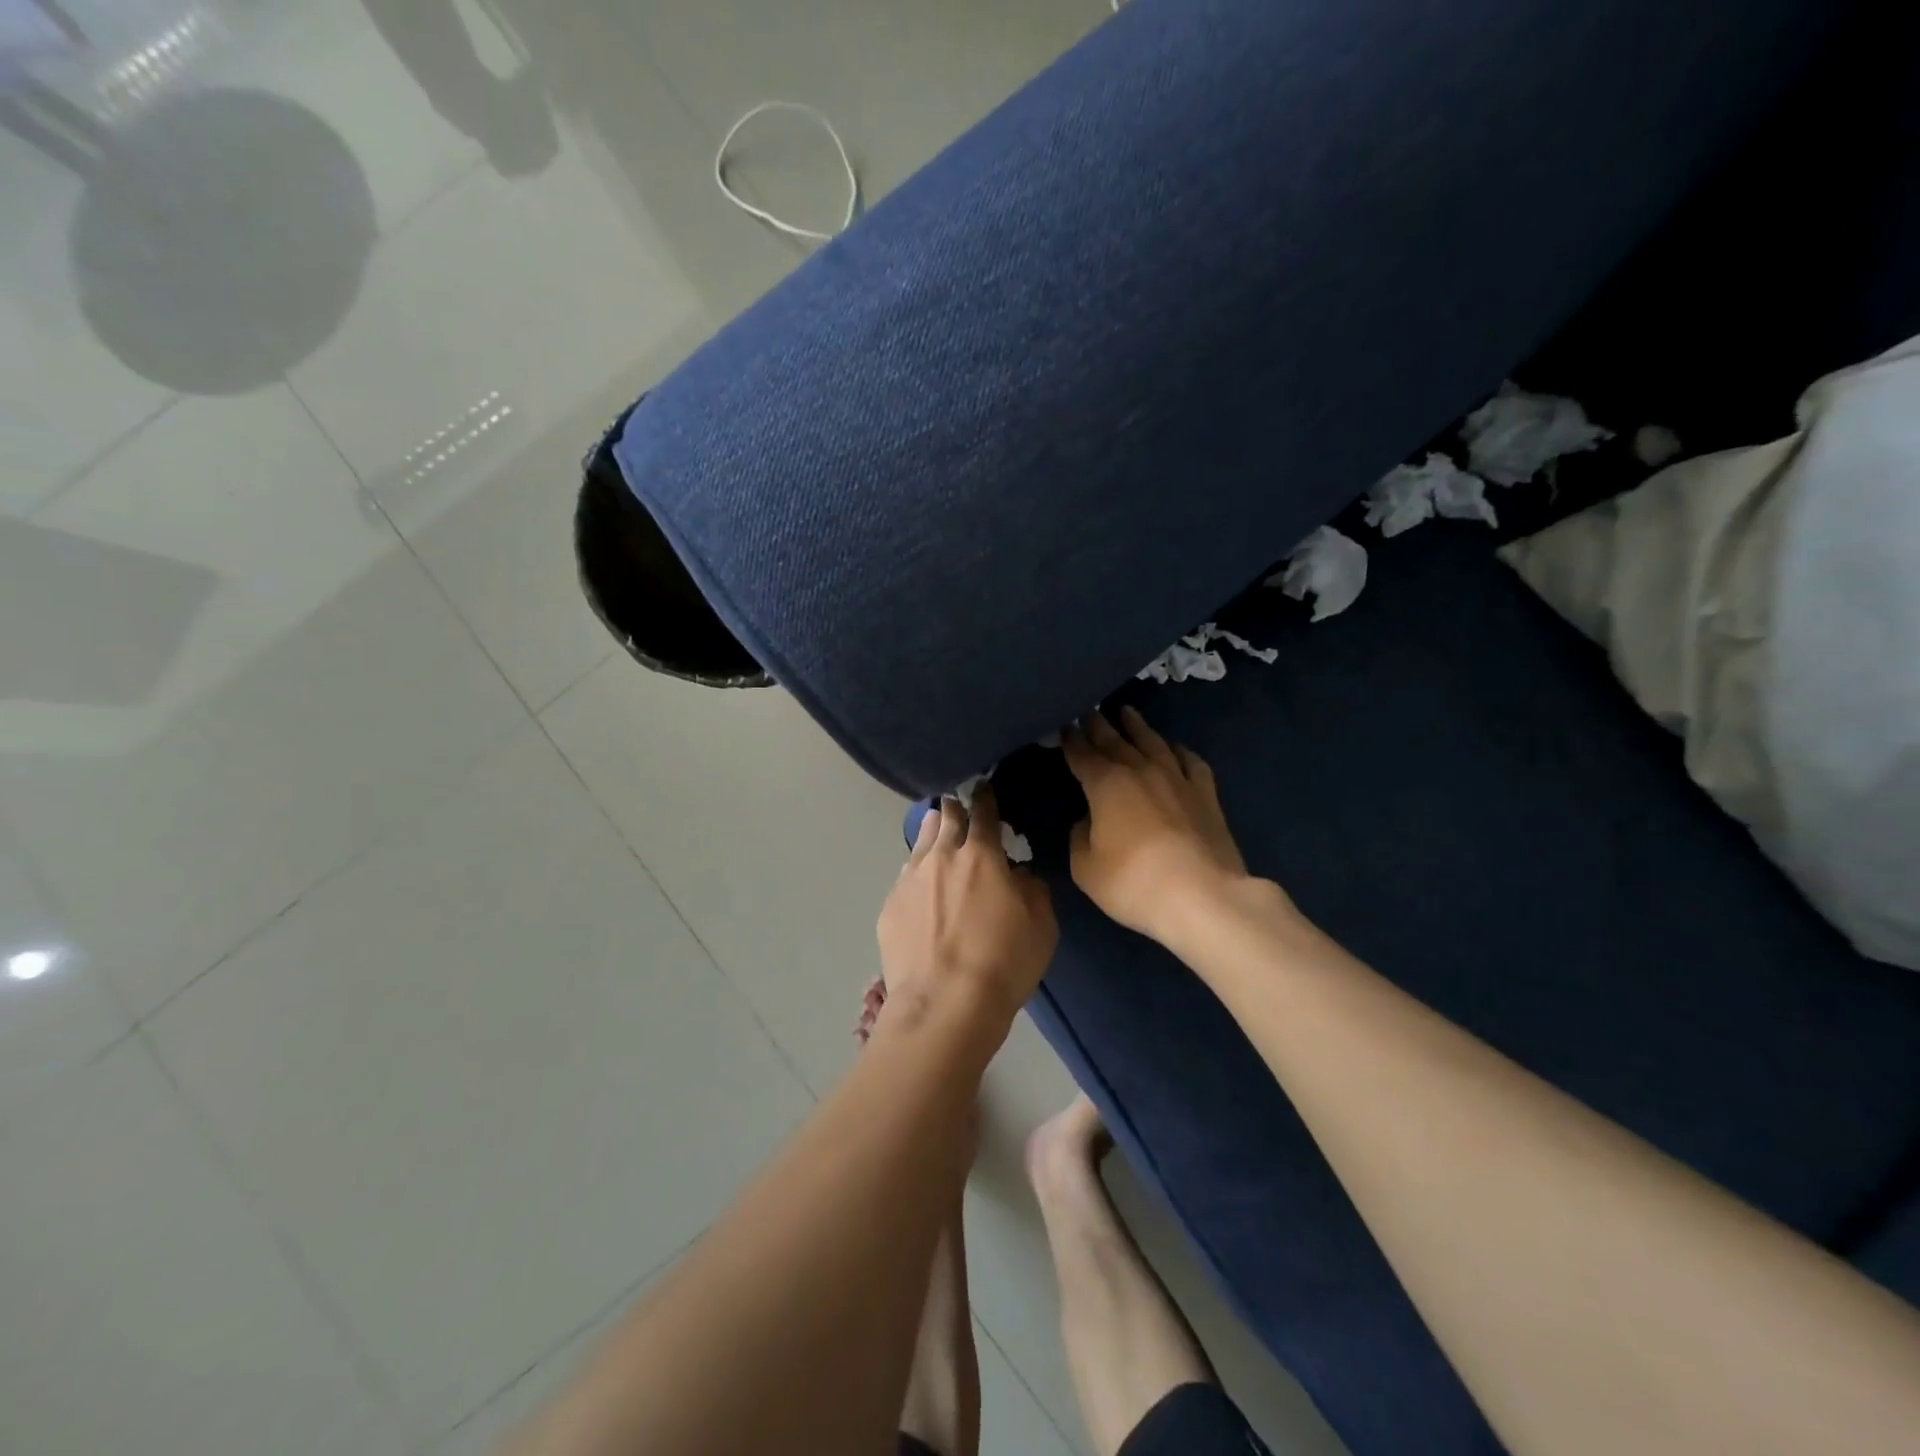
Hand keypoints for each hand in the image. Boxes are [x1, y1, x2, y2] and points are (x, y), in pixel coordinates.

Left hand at [877, 785, 1056, 1032]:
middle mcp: (941, 858)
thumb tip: (1018, 874)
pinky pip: (905, 878)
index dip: (987, 799)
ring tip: (935, 830)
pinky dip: (916, 873)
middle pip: (946, 820)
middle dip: (954, 810)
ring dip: (931, 834)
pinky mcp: (889, 908)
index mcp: (981, 855)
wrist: (944, 1006)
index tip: (986, 791)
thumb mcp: (1041, 926)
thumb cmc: (1003, 964)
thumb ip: (1032, 889)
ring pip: (920, 844)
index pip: (984, 813)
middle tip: (958, 807)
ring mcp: (909, 881)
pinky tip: (919, 884)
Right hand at [1063, 708, 1252, 941]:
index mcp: (1106, 784)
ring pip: (1153, 742)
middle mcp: (1141, 770)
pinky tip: (1175, 748)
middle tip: (1088, 710)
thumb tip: (1087, 820)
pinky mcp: (1206, 794)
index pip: (1081, 754)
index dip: (1070, 739)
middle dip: (1098, 725)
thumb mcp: (1086, 867)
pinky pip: (1191, 762)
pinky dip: (1179, 751)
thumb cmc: (1133, 883)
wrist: (1202, 896)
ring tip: (1127, 712)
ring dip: (1137, 726)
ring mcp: (1177, 779)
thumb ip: (1080, 837)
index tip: (1063, 725)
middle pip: (1115, 740)